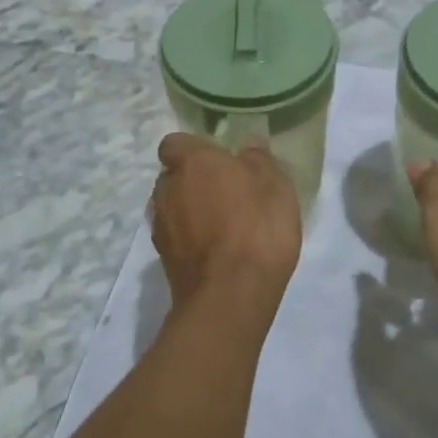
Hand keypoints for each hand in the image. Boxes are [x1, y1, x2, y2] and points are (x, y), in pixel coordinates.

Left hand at [150, 134, 301, 308]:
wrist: (231, 294)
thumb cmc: (257, 228)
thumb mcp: (275, 186)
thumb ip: (260, 160)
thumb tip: (250, 145)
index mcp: (193, 162)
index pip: (175, 143)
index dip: (194, 150)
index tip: (218, 161)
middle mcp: (168, 188)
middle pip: (173, 176)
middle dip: (192, 181)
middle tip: (226, 193)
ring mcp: (161, 225)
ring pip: (172, 207)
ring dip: (190, 211)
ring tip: (222, 226)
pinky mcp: (163, 258)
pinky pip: (175, 237)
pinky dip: (190, 239)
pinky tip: (216, 251)